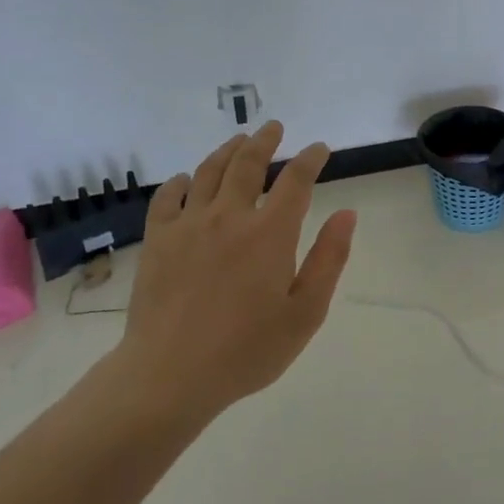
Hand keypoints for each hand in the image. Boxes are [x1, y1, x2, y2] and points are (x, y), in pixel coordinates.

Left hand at [119, 121, 356, 421]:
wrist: (169, 375)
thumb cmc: (246, 350)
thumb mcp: (305, 313)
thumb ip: (328, 259)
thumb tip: (346, 214)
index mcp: (270, 233)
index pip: (296, 180)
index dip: (310, 159)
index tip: (319, 149)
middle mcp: (229, 217)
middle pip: (248, 163)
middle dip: (265, 141)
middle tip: (274, 128)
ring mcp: (188, 225)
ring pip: (209, 172)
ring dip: (227, 151)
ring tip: (239, 141)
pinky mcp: (157, 240)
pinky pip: (167, 197)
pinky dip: (180, 182)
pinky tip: (187, 180)